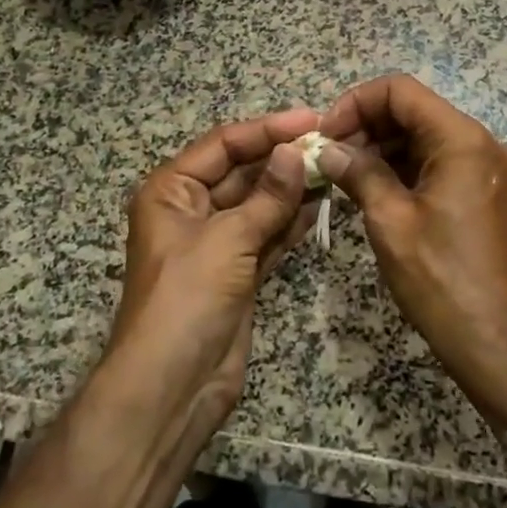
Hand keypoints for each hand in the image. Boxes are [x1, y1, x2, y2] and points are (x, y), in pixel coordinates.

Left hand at [110, 107, 318, 420]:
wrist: (172, 388)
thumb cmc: (187, 300)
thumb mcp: (227, 240)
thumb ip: (267, 196)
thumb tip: (297, 152)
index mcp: (171, 190)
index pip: (223, 144)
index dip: (266, 129)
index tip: (311, 120)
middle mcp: (191, 209)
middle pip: (242, 171)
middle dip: (282, 158)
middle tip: (331, 143)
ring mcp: (216, 242)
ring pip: (259, 203)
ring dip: (292, 188)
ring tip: (335, 167)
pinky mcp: (238, 271)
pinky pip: (268, 234)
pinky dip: (291, 221)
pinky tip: (322, 205)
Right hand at [318, 76, 506, 431]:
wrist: (495, 341)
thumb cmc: (441, 279)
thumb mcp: (390, 221)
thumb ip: (358, 173)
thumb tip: (326, 149)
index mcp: (462, 140)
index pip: (401, 90)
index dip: (357, 102)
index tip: (326, 134)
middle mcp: (477, 143)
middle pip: (412, 109)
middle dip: (365, 124)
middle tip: (327, 155)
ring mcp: (481, 167)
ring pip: (420, 135)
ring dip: (379, 146)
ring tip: (341, 173)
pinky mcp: (477, 190)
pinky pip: (432, 160)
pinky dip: (399, 166)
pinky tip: (367, 186)